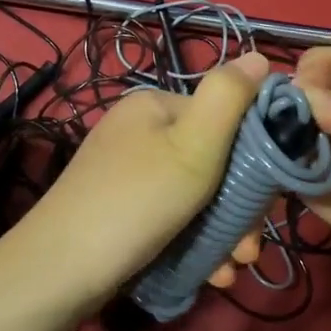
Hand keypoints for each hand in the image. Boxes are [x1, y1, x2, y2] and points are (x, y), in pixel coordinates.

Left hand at [16, 52, 269, 305]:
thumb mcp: (193, 145)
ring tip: (234, 268)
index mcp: (156, 106)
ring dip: (225, 233)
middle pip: (214, 163)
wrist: (59, 270)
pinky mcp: (121, 211)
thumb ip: (228, 98)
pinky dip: (196, 244)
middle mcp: (140, 133)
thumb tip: (259, 56)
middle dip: (241, 208)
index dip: (256, 158)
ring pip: (197, 198)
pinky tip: (212, 275)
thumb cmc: (136, 202)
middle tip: (249, 249)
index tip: (270, 202)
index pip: (226, 118)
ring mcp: (128, 174)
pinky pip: (172, 220)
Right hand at [293, 48, 330, 298]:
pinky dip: (305, 186)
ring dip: (289, 151)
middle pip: (297, 107)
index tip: (306, 95)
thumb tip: (301, 101)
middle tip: (290, 133)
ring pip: (291, 149)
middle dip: (283, 114)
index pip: (323, 67)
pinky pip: (303, 191)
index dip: (307, 74)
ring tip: (318, 163)